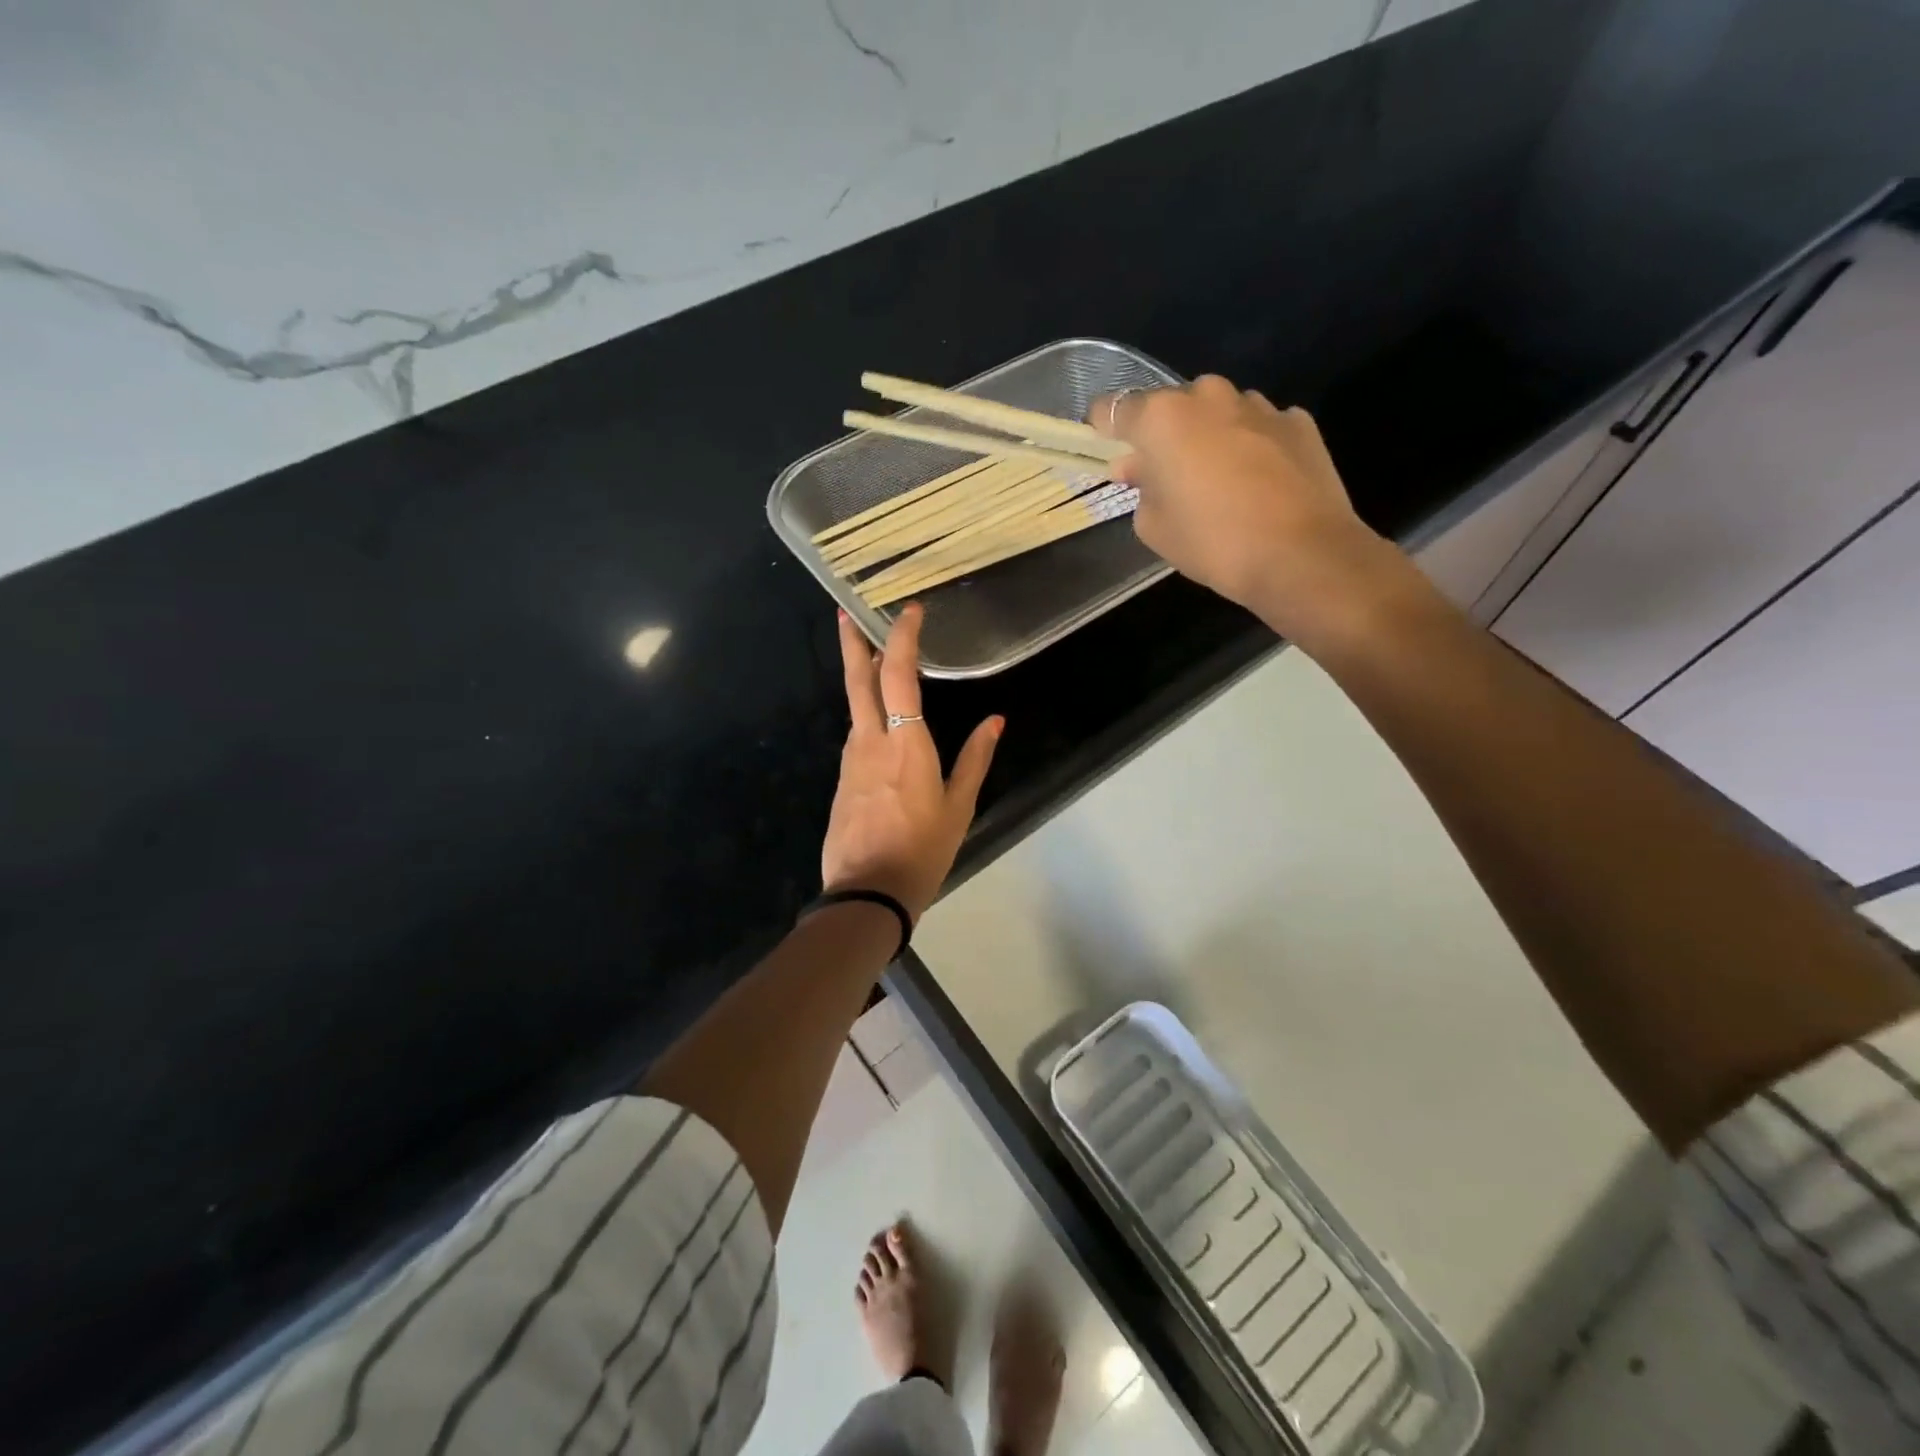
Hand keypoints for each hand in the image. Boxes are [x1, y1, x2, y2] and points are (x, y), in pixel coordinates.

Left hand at [822, 604, 1002, 920]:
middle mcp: (870, 741)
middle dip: (854, 642)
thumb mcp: (959, 807)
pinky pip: (856, 736)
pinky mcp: (841, 779)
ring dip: (864, 679)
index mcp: (905, 743)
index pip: (899, 676)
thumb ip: (975, 758)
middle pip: (858, 681)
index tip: (910, 612)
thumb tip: (996, 721)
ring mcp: (850, 759)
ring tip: (878, 662)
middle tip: (846, 612)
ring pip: (854, 708)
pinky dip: (866, 716)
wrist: (867, 893)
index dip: (903, 639)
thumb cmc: (922, 850)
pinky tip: (880, 723)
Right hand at [1093, 376, 1413, 644]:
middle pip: (1170, 406)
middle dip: (1163, 435)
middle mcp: (1208, 396)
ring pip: (1217, 413)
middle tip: (1166, 476)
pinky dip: (1250, 445)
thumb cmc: (1212, 543)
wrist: (1300, 555)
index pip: (1113, 409)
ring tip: (1218, 482)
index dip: (1105, 431)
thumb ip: (1140, 488)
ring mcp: (1258, 405)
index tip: (1109, 454)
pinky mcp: (1297, 421)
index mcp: (1162, 418)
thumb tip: (1141, 469)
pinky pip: (1258, 427)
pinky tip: (1257, 483)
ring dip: (1209, 437)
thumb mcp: (1153, 527)